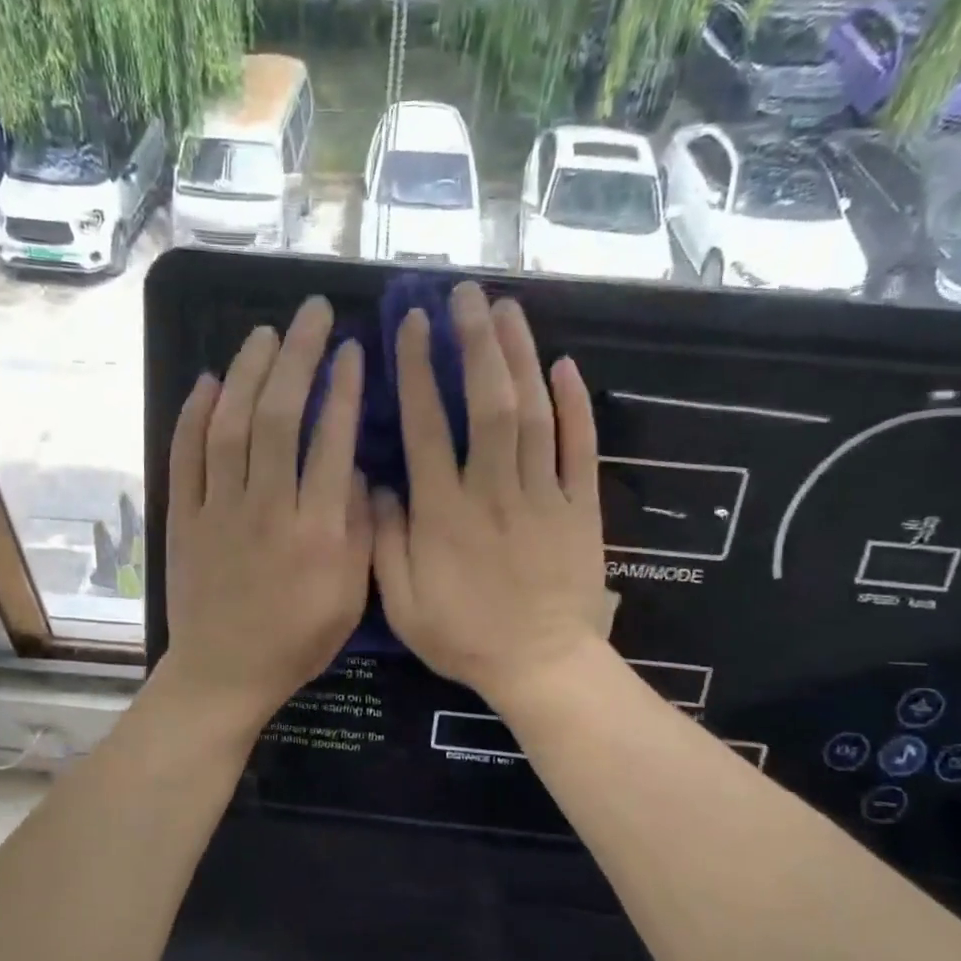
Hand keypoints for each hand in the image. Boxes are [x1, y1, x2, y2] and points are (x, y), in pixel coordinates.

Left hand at [160, 296, 370, 730]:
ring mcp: (217, 510)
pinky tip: (207, 381)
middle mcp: (266, 508)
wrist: (224, 672)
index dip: (344, 388)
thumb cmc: (296, 641)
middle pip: (278, 416)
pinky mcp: (183, 518)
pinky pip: (184, 457)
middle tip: (312, 314)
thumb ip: (359, 531)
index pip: (332, 441)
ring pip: (229, 425)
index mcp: (315, 530)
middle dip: (298, 357)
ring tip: (266, 334)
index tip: (353, 350)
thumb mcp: (350, 597)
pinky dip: (193, 415)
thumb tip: (359, 471)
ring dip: (247, 372)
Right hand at [372, 281, 605, 706]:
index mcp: (444, 513)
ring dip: (520, 357)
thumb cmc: (465, 637)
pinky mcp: (581, 507)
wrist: (541, 666)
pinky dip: (576, 406)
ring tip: (508, 309)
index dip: (418, 372)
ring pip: (533, 414)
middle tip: (466, 294)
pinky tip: (565, 365)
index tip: (413, 326)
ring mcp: (543, 495)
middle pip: (486, 403)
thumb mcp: (403, 605)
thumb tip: (379, 485)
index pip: (427, 427)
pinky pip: (581, 448)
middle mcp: (493, 490)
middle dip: (475, 343)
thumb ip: (386, 542)